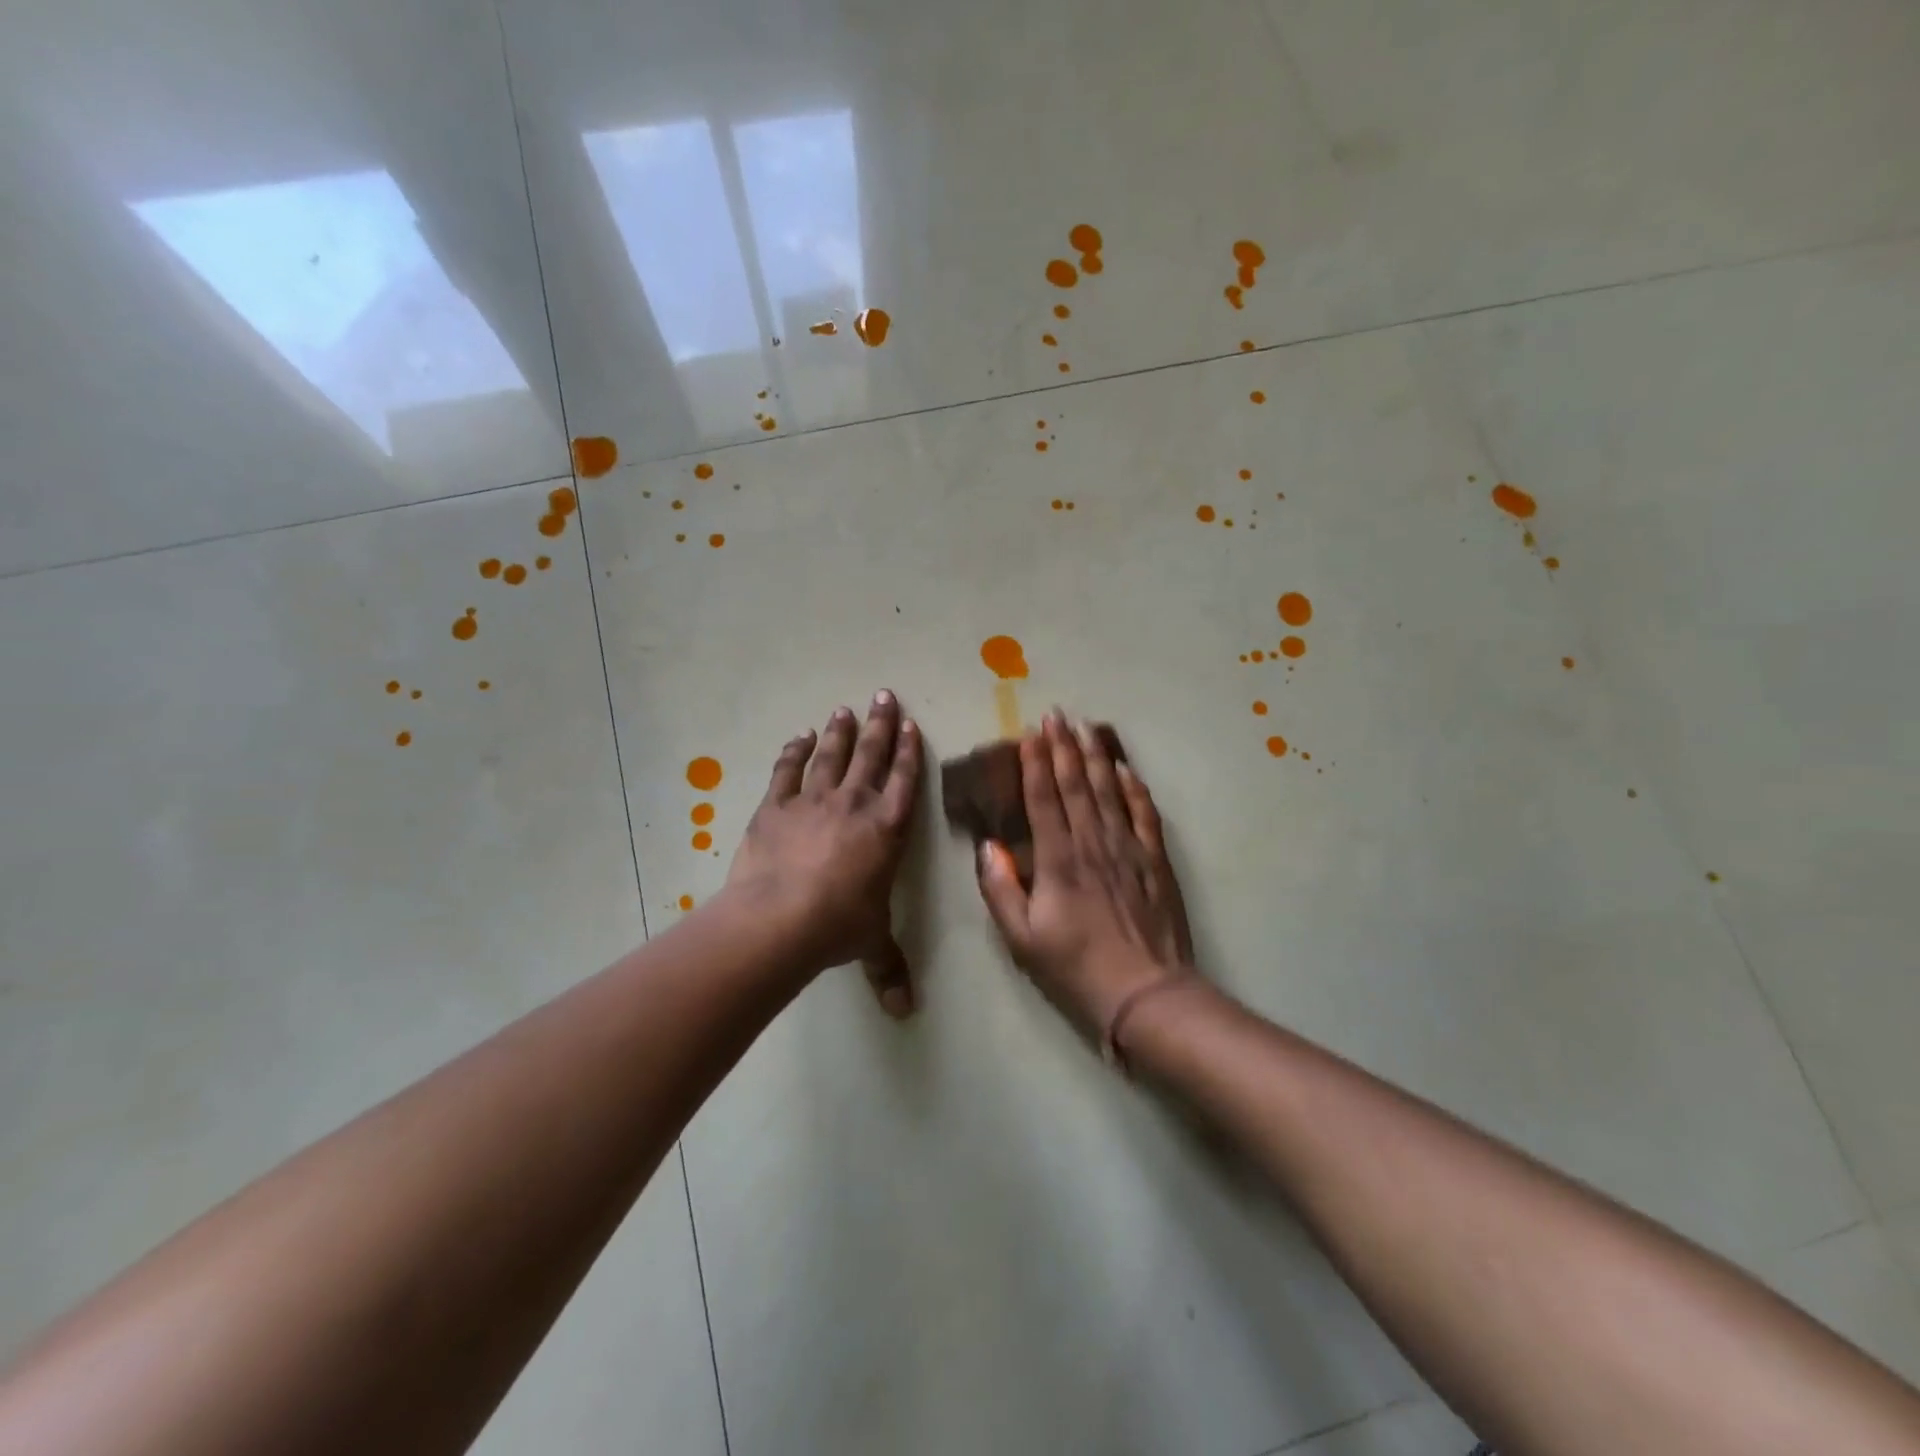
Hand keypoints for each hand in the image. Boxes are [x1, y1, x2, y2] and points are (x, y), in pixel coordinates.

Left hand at [725, 691, 922, 1015]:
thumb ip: (888, 970)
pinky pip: (788, 770)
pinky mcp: (775, 807)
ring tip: (845, 709)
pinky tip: (799, 737)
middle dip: (879, 724)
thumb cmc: (838, 927)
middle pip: (871, 754)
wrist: (780, 919)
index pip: (905, 780)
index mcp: (887, 830)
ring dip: (840, 731)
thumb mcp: (870, 945)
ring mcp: (813, 801)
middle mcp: (855, 805)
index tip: (910, 724)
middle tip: (883, 694)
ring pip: (832, 755)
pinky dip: (794, 752)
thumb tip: (904, 1013)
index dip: (909, 751)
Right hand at [975, 713, 1194, 1044]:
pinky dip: (1134, 788)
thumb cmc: (1075, 967)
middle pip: (1076, 785)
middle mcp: (1092, 843)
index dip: (1034, 763)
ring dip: (1096, 756)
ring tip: (1087, 727)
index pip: (1043, 799)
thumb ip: (1000, 889)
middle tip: (1056, 715)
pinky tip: (1127, 769)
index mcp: (1058, 860)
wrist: (1145, 992)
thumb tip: (987, 846)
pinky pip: (1144, 814)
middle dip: (1063, 747)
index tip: (1029, 733)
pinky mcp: (1155, 861)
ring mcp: (1128, 849)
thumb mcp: (1021, 938)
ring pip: (1109, 791)